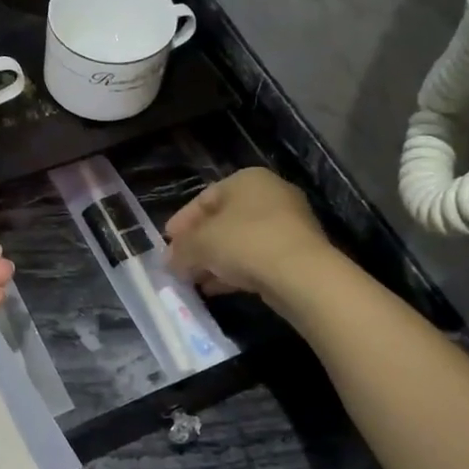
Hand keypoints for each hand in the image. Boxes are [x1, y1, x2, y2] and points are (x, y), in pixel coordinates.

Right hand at [164, 168, 327, 297]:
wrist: (301, 275)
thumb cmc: (245, 243)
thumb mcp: (200, 244)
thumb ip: (180, 250)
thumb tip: (170, 260)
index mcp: (247, 180)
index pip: (204, 198)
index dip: (182, 222)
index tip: (167, 243)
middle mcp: (270, 195)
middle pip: (223, 220)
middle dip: (198, 244)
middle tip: (179, 263)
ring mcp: (287, 225)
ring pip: (240, 242)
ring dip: (215, 261)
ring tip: (194, 280)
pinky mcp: (296, 253)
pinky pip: (256, 259)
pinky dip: (234, 271)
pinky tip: (216, 289)